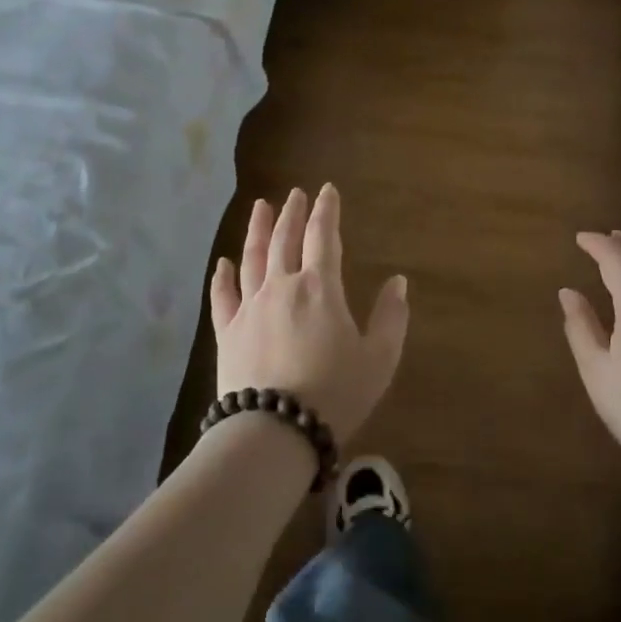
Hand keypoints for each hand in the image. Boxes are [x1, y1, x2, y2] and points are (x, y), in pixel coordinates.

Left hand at [209, 184, 408, 443]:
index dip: (326, 210)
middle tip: (295, 194)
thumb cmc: (335, 393)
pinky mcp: (227, 332)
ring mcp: (250, 308)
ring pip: (252, 258)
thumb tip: (398, 281)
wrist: (275, 431)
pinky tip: (223, 262)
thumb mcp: (379, 358)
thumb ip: (391, 317)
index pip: (323, 236)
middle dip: (292, 213)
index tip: (327, 190)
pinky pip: (222, 296)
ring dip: (257, 230)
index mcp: (320, 288)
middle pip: (285, 239)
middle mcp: (282, 287)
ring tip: (260, 207)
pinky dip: (223, 276)